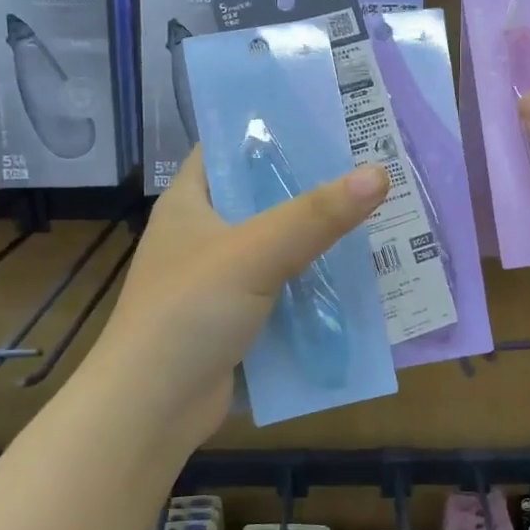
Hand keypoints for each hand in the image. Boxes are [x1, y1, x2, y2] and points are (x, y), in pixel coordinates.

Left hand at [78, 150, 388, 453]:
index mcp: (190, 201)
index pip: (230, 146)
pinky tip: (359, 275)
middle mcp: (204, 233)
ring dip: (320, 237)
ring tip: (378, 215)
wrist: (151, 410)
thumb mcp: (254, 253)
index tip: (329, 118)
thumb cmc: (188, 313)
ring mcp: (221, 278)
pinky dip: (315, 282)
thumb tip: (379, 173)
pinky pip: (285, 287)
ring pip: (280, 244)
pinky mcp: (239, 317)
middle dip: (313, 185)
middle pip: (264, 195)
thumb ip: (316, 215)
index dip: (273, 127)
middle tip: (371, 168)